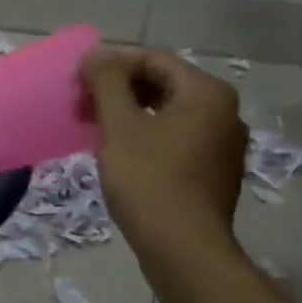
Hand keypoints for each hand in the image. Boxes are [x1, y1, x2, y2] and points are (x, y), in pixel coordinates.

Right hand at [79, 47, 247, 255]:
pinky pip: (175, 140)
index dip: (111, 66)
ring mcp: (223, 146)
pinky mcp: (214, 173)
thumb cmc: (149, 180)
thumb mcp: (120, 125)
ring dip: (128, 116)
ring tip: (94, 132)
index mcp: (207, 93)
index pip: (153, 60)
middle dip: (118, 92)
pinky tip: (119, 155)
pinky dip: (145, 138)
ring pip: (167, 115)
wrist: (183, 249)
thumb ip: (107, 82)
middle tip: (82, 108)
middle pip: (163, 86)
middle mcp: (224, 113)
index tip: (78, 84)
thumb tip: (96, 53)